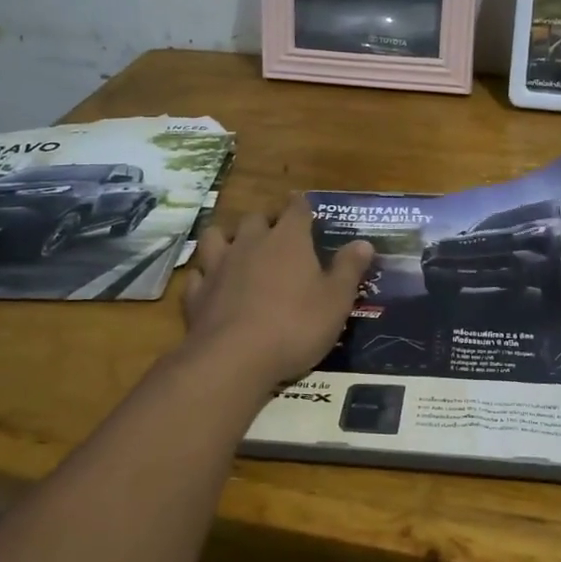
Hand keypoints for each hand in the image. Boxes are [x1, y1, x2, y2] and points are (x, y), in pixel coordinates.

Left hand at [181, 198, 374, 385]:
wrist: (235, 357)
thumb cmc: (296, 325)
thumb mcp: (336, 300)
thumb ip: (349, 269)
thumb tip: (364, 242)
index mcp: (289, 240)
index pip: (296, 209)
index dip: (300, 205)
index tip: (302, 204)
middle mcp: (251, 243)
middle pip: (255, 218)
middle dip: (265, 221)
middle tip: (275, 233)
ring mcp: (219, 266)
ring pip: (216, 236)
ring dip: (227, 238)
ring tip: (236, 248)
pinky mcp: (196, 293)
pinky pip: (197, 274)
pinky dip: (205, 275)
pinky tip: (211, 284)